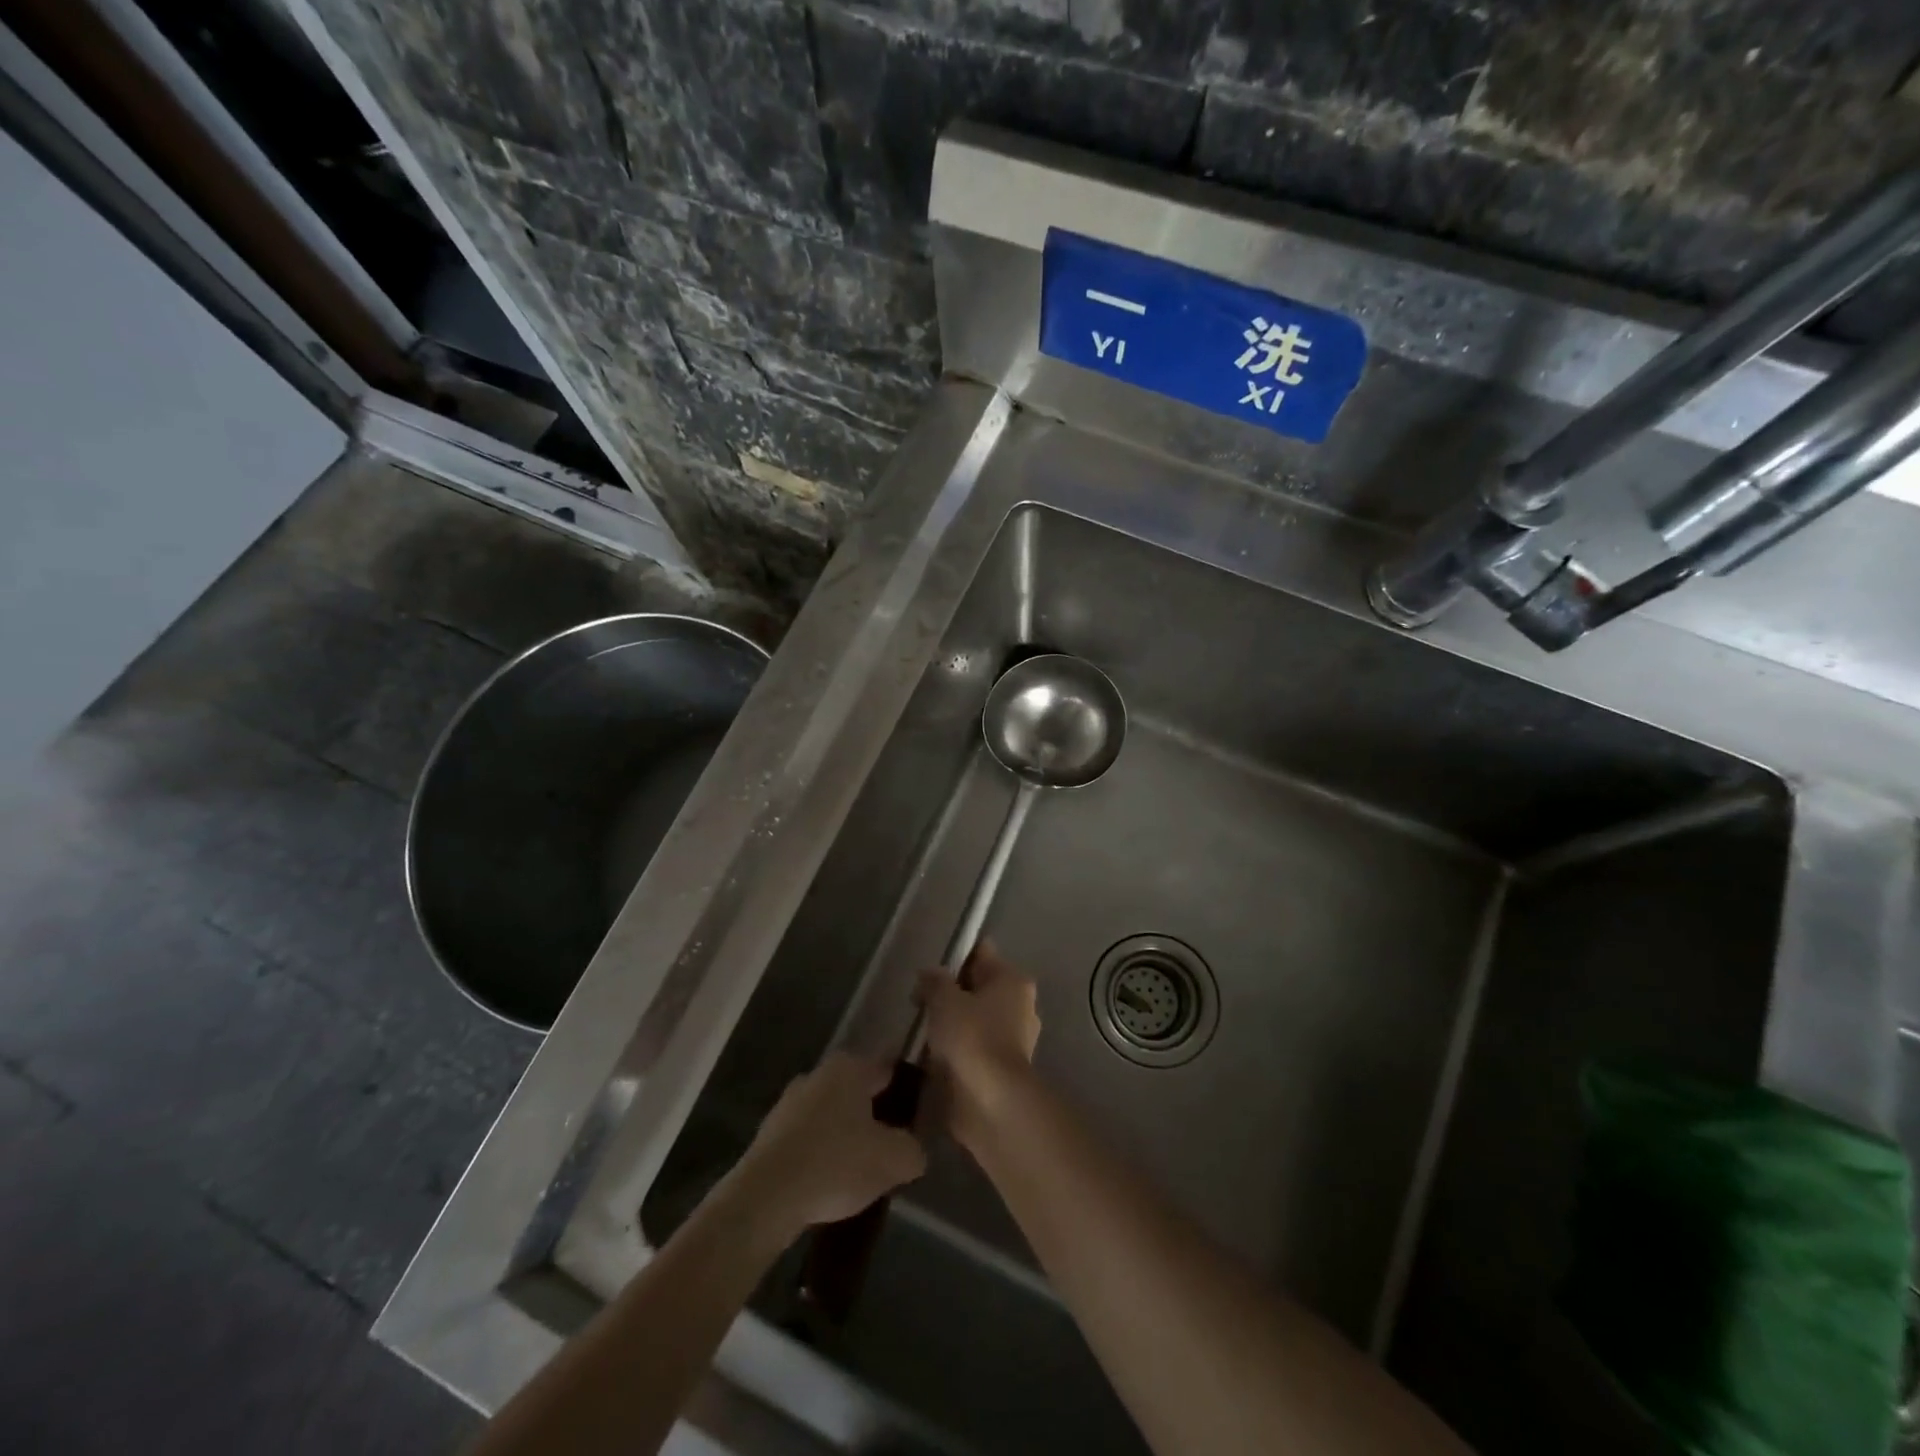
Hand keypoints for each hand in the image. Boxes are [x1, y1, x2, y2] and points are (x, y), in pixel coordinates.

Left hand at [728, 1052, 926, 1241]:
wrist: (766, 1197)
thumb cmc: (835, 1163)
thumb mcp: (893, 1160)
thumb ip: (913, 1151)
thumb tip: (913, 1152)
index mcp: (849, 1067)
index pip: (886, 1070)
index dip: (904, 1092)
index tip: (915, 1118)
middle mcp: (817, 1075)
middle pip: (856, 1093)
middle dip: (873, 1116)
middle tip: (889, 1149)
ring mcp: (788, 1103)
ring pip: (829, 1116)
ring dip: (843, 1137)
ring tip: (858, 1174)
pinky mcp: (768, 1135)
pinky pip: (806, 1140)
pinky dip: (819, 1156)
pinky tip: (827, 1185)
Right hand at [917, 943, 1041, 1152]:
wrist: (991, 1103)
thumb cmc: (971, 1039)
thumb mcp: (944, 1000)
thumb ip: (934, 981)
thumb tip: (929, 974)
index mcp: (1012, 980)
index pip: (981, 954)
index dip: (953, 959)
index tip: (928, 974)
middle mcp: (1020, 1005)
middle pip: (977, 988)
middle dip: (948, 995)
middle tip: (920, 1004)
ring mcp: (1014, 1038)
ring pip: (974, 1019)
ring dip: (950, 1025)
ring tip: (921, 1034)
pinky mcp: (1002, 1068)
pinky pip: (974, 1047)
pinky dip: (955, 1050)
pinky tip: (932, 1058)